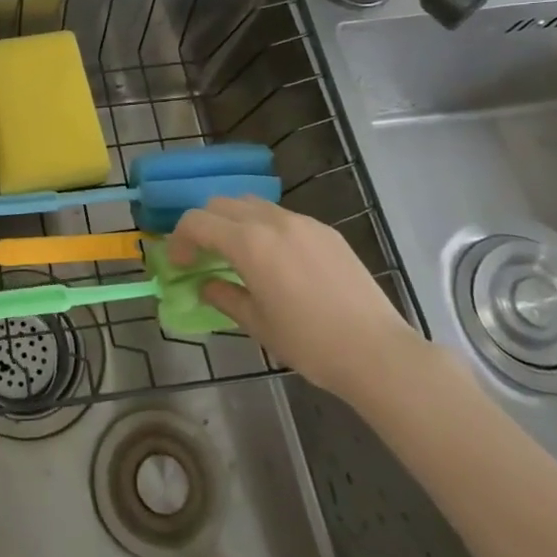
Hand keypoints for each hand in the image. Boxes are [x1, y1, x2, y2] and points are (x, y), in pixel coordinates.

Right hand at [169, 197, 422, 401]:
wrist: (378, 353)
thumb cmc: (310, 343)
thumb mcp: (257, 324)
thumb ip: (223, 296)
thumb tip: (204, 285)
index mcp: (249, 243)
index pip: (197, 222)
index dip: (179, 239)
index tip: (178, 263)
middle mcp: (272, 221)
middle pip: (221, 204)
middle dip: (203, 224)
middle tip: (202, 255)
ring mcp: (303, 222)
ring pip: (252, 204)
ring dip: (233, 221)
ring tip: (236, 253)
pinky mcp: (326, 231)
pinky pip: (282, 217)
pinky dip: (263, 227)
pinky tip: (275, 260)